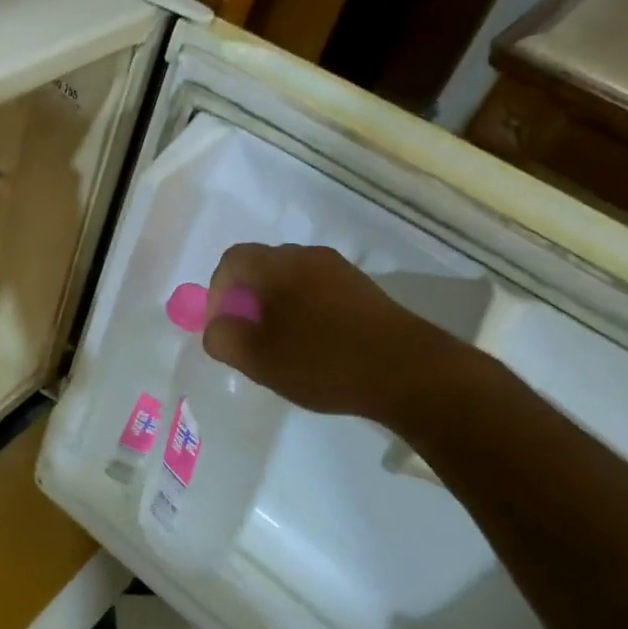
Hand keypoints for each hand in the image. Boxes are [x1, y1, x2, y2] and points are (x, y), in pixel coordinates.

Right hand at [201, 244, 464, 422]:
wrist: (411, 372)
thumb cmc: (323, 361)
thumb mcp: (258, 358)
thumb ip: (223, 338)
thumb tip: (217, 327)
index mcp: (278, 264)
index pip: (231, 261)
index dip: (216, 293)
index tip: (221, 328)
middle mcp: (308, 256)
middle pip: (261, 268)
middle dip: (245, 301)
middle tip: (247, 340)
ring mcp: (340, 271)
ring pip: (291, 282)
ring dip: (276, 310)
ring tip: (280, 350)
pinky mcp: (364, 292)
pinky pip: (318, 293)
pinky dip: (304, 314)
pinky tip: (315, 350)